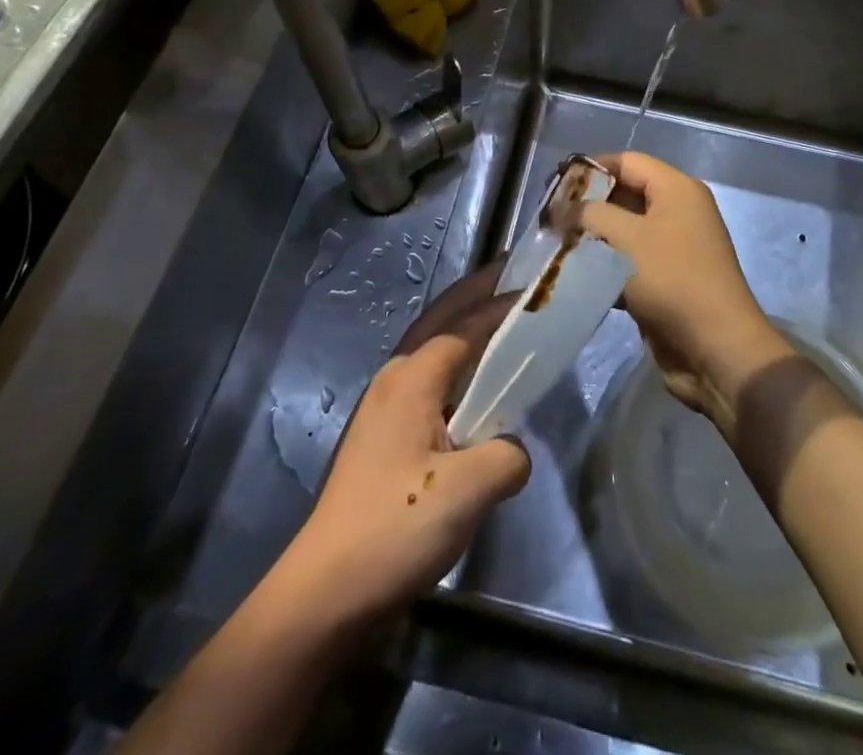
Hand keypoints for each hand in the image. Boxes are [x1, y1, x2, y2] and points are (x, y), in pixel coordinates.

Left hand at [275, 267, 530, 628]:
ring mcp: (384, 408)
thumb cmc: (396, 527)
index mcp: (412, 377)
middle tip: (512, 272)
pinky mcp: (383, 438)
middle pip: (441, 320)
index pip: (465, 325)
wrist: (326, 591)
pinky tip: (475, 385)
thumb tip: (512, 448)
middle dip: (475, 292)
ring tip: (499, 316)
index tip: (536, 288)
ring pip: (431, 348)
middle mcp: (395, 379)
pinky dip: (456, 364)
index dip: (501, 304)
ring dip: (464, 324)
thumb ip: (507, 455)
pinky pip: (429, 381)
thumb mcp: (468, 490)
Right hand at [579, 151, 788, 434]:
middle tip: (553, 220)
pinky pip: (631, 262)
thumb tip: (563, 208)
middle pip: (626, 194)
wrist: (716, 349)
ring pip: (626, 232)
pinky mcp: (668, 280)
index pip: (626, 161)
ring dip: (595, 240)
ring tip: (558, 248)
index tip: (556, 187)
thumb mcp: (625, 238)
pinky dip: (607, 267)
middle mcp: (679, 211)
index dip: (591, 168)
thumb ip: (589, 214)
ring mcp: (675, 247)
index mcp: (677, 189)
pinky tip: (580, 278)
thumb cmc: (671, 280)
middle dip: (589, 206)